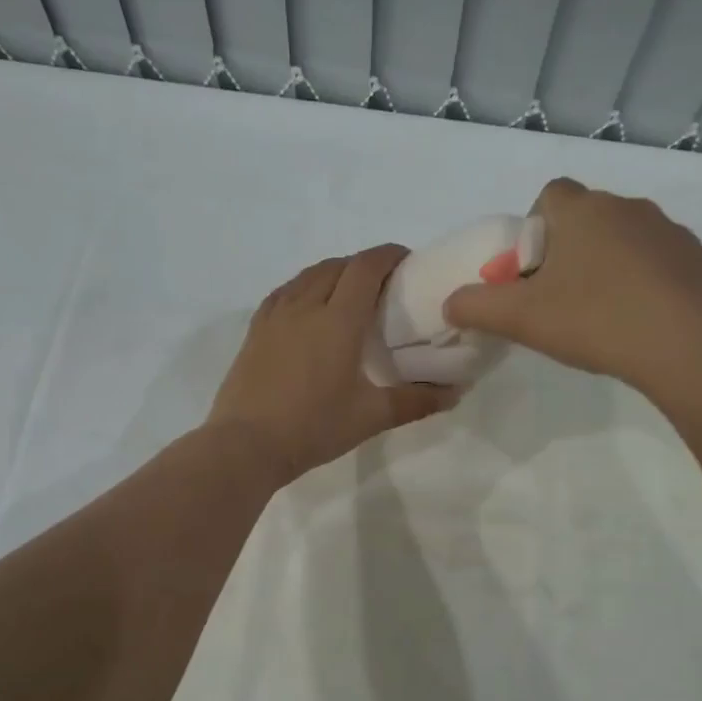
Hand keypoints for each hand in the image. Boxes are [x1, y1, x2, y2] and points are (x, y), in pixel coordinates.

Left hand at [209, 245, 458, 483]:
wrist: (246, 445)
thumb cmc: (313, 428)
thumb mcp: (370, 417)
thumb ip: (415, 401)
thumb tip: (455, 393)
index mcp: (338, 320)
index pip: (366, 268)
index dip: (389, 255)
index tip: (408, 261)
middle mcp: (306, 306)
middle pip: (338, 266)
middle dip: (365, 264)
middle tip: (385, 284)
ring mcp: (275, 315)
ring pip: (308, 275)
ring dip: (334, 272)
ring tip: (349, 292)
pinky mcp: (256, 329)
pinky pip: (284, 292)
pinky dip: (305, 286)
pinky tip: (309, 306)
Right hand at [442, 177, 701, 399]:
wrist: (687, 348)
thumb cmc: (595, 321)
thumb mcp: (521, 319)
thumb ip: (476, 306)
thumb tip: (451, 303)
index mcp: (582, 210)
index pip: (548, 195)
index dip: (533, 230)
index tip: (531, 272)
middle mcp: (626, 207)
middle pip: (583, 218)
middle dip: (566, 251)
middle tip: (558, 299)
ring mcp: (667, 230)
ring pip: (621, 238)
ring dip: (605, 264)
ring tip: (600, 314)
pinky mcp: (696, 258)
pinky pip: (655, 259)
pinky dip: (641, 280)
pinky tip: (638, 319)